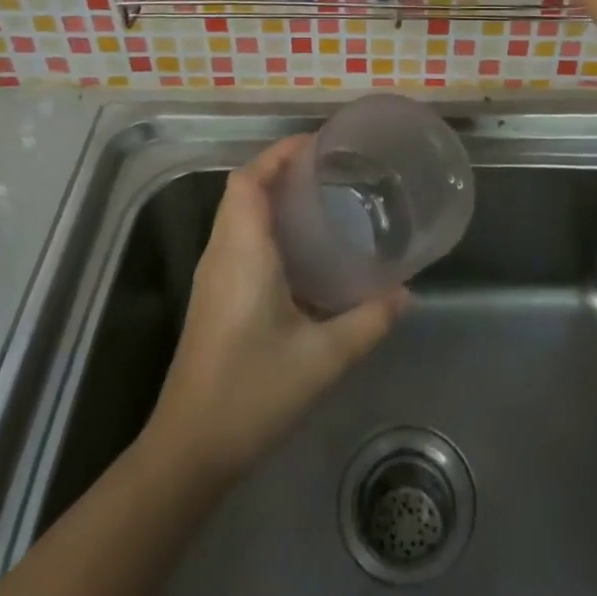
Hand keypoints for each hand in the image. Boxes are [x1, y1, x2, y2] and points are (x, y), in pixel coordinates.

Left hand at [147, 136, 408, 478]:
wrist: (189, 450)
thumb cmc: (252, 393)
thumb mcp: (322, 358)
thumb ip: (369, 321)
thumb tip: (407, 294)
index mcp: (243, 252)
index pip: (249, 180)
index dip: (279, 153)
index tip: (319, 144)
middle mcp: (222, 253)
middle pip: (243, 190)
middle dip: (281, 168)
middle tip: (330, 169)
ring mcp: (214, 276)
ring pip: (238, 214)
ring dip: (272, 195)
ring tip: (321, 198)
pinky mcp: (214, 297)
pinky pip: (238, 238)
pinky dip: (266, 224)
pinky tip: (302, 249)